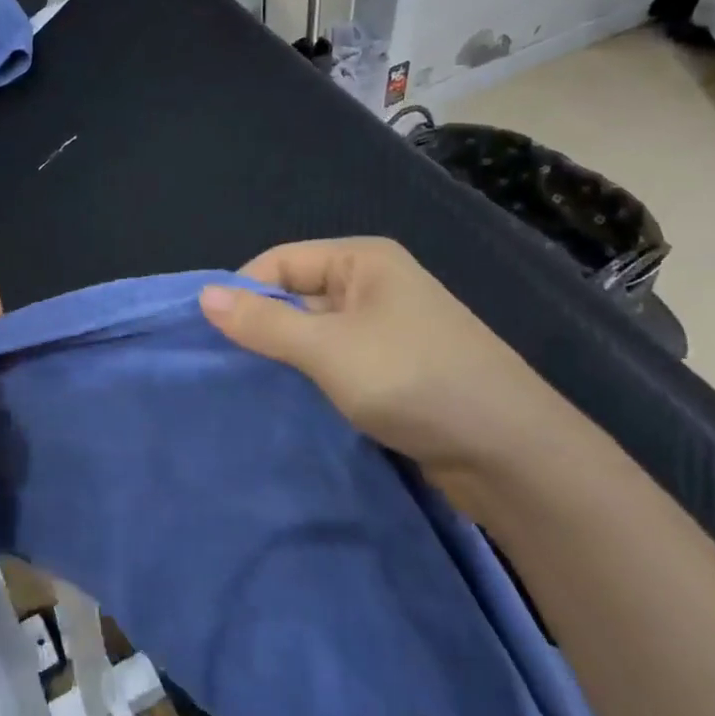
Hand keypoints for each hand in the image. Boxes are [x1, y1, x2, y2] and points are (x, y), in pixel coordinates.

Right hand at [198, 237, 565, 509]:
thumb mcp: (327, 348)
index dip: (243, 292)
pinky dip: (311, 379)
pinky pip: (336, 364)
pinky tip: (287, 403)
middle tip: (220, 367)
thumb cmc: (413, 380)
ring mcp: (387, 331)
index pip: (280, 262)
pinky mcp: (394, 371)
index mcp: (363, 260)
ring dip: (285, 359)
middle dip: (261, 328)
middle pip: (297, 296)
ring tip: (246, 388)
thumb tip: (203, 295)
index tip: (208, 335)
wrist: (511, 455)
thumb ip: (264, 323)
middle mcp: (374, 286)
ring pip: (314, 335)